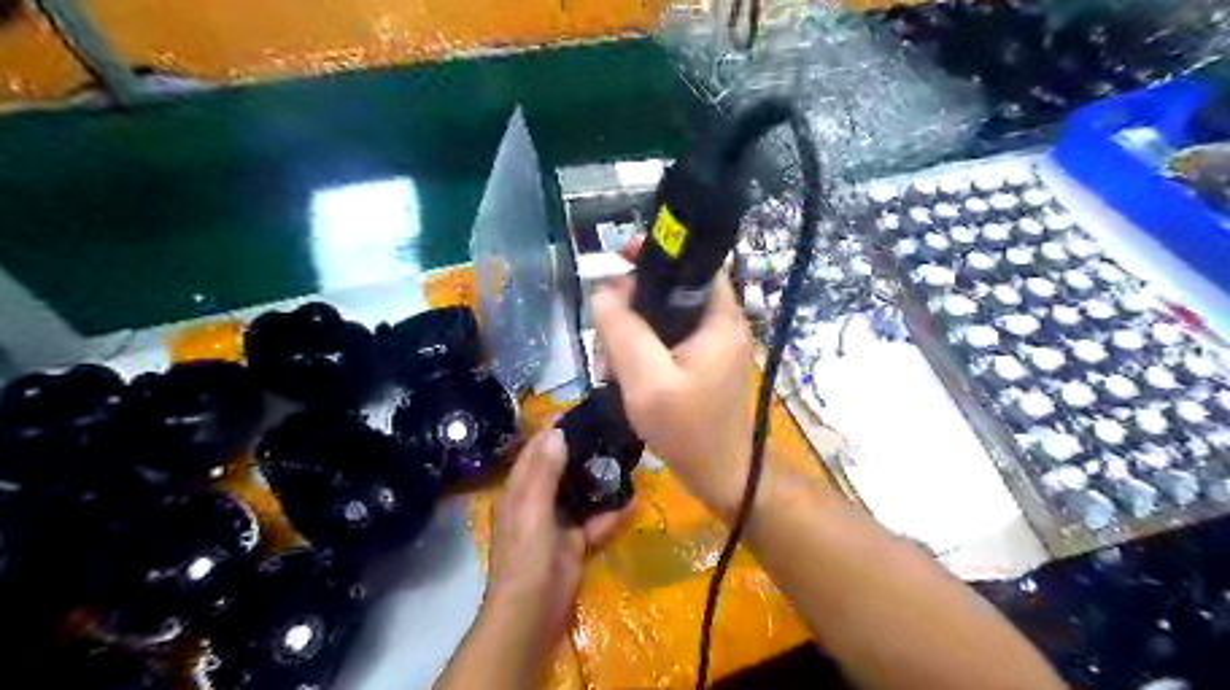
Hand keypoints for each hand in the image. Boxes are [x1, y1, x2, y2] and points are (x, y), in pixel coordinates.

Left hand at [484, 430, 627, 663]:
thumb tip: (556, 432)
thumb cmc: (526, 557)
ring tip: (627, 458)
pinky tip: (634, 501)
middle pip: (560, 468)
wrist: (532, 613)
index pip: (535, 451)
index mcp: (519, 491)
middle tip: (612, 431)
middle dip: (582, 451)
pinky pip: (595, 522)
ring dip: (600, 480)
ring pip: (580, 493)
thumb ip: (543, 472)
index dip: (553, 430)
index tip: (580, 410)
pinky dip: (611, 514)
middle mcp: (536, 502)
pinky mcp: (574, 543)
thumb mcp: (532, 510)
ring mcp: (556, 523)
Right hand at [592, 274, 755, 516]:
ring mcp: (708, 348)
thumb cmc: (689, 430)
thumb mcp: (648, 380)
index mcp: (718, 318)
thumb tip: (603, 293)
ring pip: (661, 320)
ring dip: (630, 337)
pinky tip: (622, 378)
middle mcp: (718, 325)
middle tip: (607, 342)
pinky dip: (640, 354)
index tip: (620, 257)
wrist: (720, 477)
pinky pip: (663, 344)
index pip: (694, 263)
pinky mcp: (699, 366)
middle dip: (631, 309)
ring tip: (611, 369)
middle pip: (669, 292)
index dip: (659, 253)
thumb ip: (624, 332)